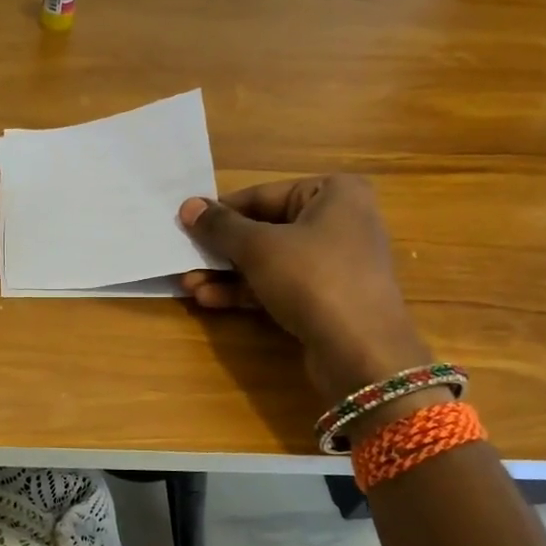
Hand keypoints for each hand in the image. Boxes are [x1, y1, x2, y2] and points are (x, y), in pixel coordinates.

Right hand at [178, 174, 432, 402]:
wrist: (361, 351)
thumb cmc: (312, 278)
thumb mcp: (258, 247)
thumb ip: (220, 226)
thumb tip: (188, 206)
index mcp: (334, 193)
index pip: (263, 195)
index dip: (221, 212)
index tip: (187, 225)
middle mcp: (340, 222)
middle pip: (266, 229)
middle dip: (222, 249)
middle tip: (184, 258)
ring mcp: (335, 264)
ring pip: (270, 261)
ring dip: (227, 274)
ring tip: (189, 286)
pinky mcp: (327, 299)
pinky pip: (280, 286)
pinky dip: (247, 292)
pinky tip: (211, 301)